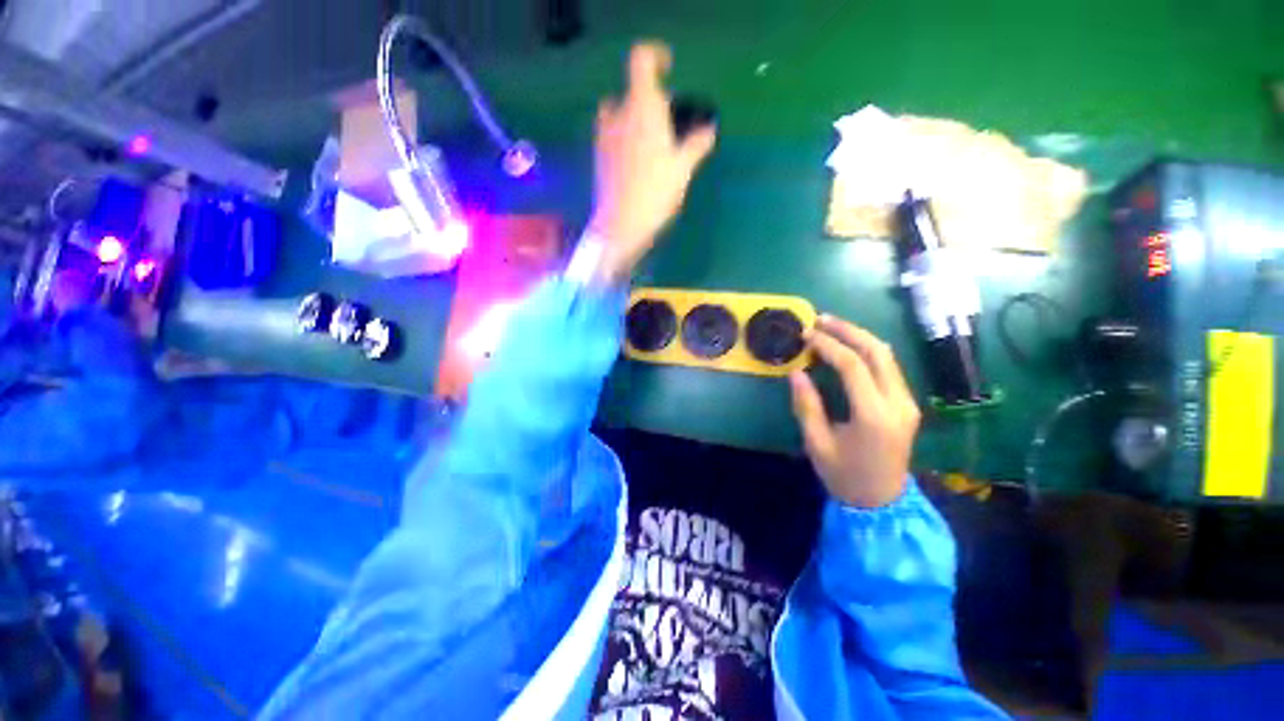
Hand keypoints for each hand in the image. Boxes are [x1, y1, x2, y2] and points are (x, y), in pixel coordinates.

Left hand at [590, 42, 716, 280]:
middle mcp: (618, 115)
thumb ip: (697, 144)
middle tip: (669, 124)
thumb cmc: (654, 194)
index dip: (656, 57)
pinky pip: (611, 136)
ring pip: (619, 114)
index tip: (670, 69)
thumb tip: (709, 129)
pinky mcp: (597, 157)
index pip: (642, 60)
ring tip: (652, 145)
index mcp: (642, 108)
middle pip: (632, 92)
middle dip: (651, 101)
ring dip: (634, 119)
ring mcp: (603, 136)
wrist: (620, 227)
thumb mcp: (683, 169)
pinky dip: (624, 139)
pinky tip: (638, 164)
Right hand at [789, 315, 920, 507]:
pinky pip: (888, 367)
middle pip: (878, 352)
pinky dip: (866, 351)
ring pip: (887, 356)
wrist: (882, 502)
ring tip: (831, 327)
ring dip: (859, 337)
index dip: (828, 345)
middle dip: (848, 331)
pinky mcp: (907, 404)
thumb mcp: (817, 444)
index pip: (853, 366)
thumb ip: (807, 405)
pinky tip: (847, 347)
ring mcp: (907, 403)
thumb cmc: (844, 476)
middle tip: (820, 320)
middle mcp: (898, 404)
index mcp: (874, 416)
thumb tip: (796, 372)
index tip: (806, 335)